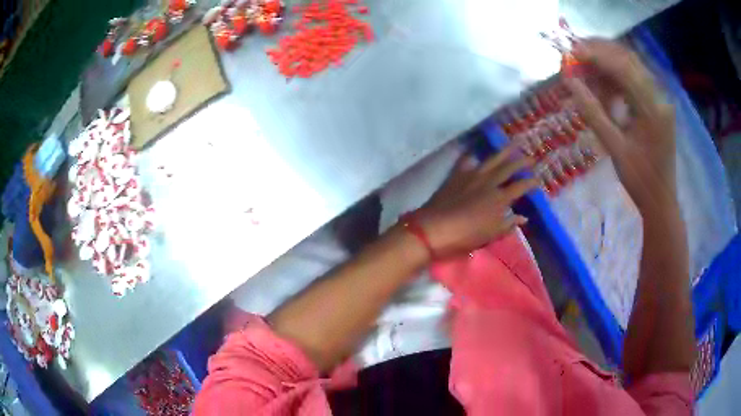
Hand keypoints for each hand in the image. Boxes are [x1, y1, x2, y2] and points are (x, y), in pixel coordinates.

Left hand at [416, 147, 537, 257]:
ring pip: (492, 159)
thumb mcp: (490, 234)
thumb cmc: (464, 236)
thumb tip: (523, 217)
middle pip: (509, 168)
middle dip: (522, 162)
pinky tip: (477, 150)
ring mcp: (472, 175)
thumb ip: (508, 224)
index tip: (538, 180)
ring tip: (514, 142)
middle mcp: (488, 182)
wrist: (434, 228)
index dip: (531, 182)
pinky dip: (473, 154)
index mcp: (499, 198)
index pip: (520, 187)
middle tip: (531, 157)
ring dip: (504, 150)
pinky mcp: (457, 174)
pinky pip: (467, 160)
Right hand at [565, 39, 676, 210]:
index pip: (624, 69)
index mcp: (653, 110)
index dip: (597, 56)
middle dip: (601, 52)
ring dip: (607, 64)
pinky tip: (602, 86)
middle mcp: (659, 98)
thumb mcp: (614, 149)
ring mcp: (660, 100)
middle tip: (576, 53)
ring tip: (584, 69)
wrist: (661, 200)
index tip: (572, 52)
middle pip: (629, 60)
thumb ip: (592, 112)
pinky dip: (616, 79)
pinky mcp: (657, 105)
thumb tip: (570, 82)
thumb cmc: (640, 181)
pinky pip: (635, 81)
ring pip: (631, 67)